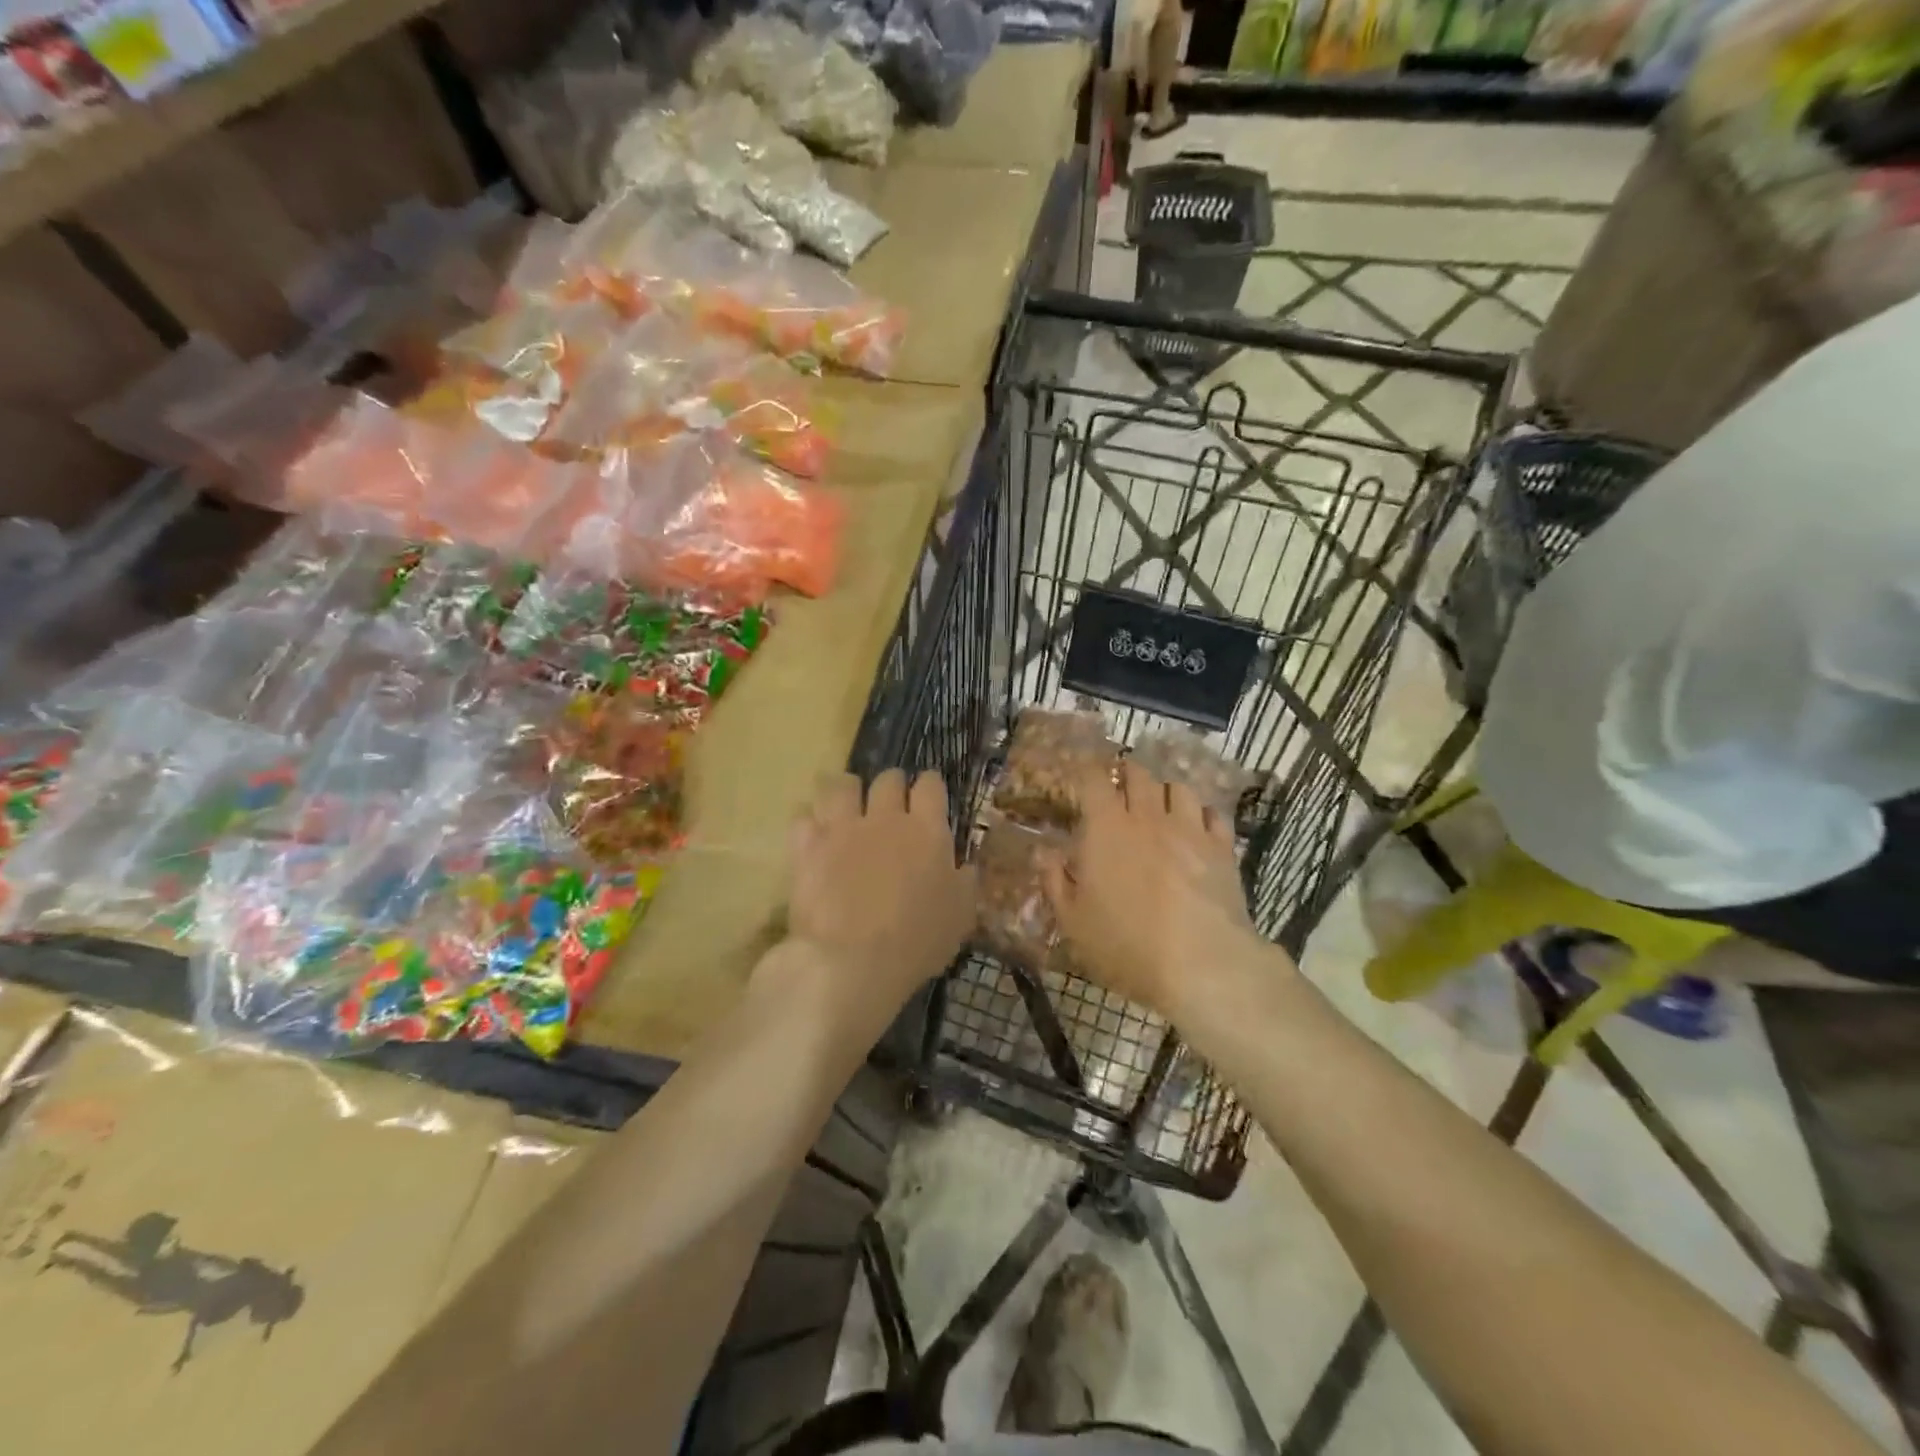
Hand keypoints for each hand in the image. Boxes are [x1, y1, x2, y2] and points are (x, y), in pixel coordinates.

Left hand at [781, 769, 975, 1019]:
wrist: (852, 961)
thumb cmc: (916, 942)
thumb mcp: (959, 917)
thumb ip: (963, 883)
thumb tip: (965, 866)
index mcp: (927, 830)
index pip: (930, 785)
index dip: (929, 786)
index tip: (928, 797)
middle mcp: (885, 818)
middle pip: (887, 779)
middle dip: (890, 786)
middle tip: (889, 805)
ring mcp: (842, 828)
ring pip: (841, 785)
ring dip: (846, 792)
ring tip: (846, 807)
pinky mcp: (806, 846)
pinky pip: (802, 817)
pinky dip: (808, 823)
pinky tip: (812, 836)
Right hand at [1043, 761, 1273, 1019]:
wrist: (1201, 964)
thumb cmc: (1126, 944)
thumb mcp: (1073, 921)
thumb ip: (1055, 881)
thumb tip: (1043, 852)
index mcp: (1106, 828)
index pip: (1094, 780)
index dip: (1087, 772)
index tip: (1082, 776)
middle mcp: (1147, 816)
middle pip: (1139, 775)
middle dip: (1127, 774)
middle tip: (1120, 786)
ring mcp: (1189, 828)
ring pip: (1178, 787)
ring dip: (1165, 791)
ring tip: (1160, 804)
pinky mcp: (1222, 847)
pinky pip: (1212, 813)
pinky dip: (1201, 814)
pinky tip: (1197, 827)